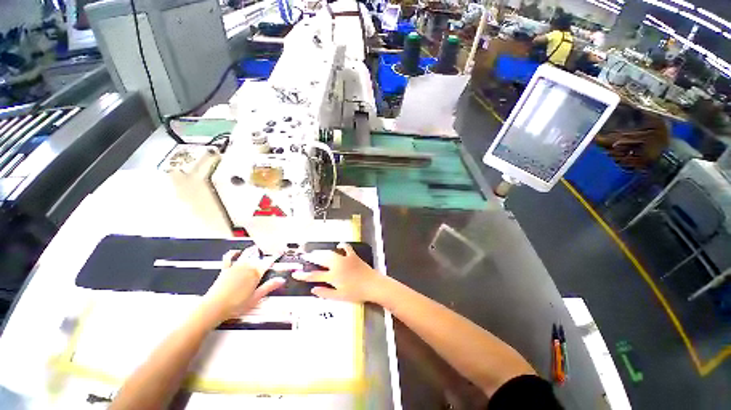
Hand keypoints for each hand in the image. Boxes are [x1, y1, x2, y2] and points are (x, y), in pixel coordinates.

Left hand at [201, 246, 283, 321]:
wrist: (214, 307)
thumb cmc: (235, 305)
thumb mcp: (256, 298)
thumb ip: (269, 287)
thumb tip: (281, 280)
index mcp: (255, 273)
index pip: (268, 261)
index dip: (276, 256)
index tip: (280, 251)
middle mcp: (246, 267)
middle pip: (258, 256)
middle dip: (264, 252)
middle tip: (270, 248)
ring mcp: (235, 267)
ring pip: (246, 254)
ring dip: (252, 250)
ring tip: (257, 247)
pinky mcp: (225, 269)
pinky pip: (229, 257)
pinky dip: (233, 253)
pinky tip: (236, 251)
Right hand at [293, 243, 382, 302]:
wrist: (372, 285)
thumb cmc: (356, 293)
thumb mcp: (339, 296)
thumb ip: (325, 293)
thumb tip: (313, 289)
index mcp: (332, 276)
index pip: (314, 276)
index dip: (303, 275)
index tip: (295, 273)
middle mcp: (337, 265)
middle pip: (321, 260)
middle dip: (312, 258)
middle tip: (305, 256)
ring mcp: (345, 259)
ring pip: (331, 253)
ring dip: (323, 252)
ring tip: (317, 252)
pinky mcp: (353, 256)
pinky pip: (346, 248)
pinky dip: (342, 245)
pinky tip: (339, 245)